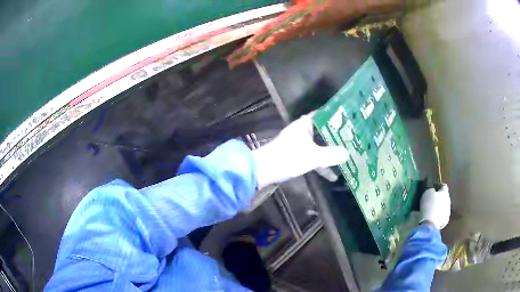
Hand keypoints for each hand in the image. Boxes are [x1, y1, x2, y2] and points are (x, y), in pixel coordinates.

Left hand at [252, 113, 348, 188]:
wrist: (263, 171)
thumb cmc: (288, 158)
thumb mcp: (312, 156)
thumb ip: (331, 155)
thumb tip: (347, 154)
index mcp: (304, 124)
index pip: (323, 115)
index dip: (336, 116)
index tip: (350, 120)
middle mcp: (302, 131)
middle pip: (323, 131)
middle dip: (337, 137)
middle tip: (353, 140)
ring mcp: (299, 144)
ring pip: (319, 146)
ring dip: (330, 152)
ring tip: (347, 157)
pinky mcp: (296, 156)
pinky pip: (313, 157)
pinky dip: (321, 164)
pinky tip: (332, 176)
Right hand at [419, 184, 450, 229]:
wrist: (430, 223)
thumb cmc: (428, 206)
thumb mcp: (427, 194)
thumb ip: (431, 191)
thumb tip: (433, 191)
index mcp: (444, 193)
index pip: (443, 186)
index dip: (439, 186)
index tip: (434, 187)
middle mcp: (448, 201)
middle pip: (445, 197)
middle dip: (440, 198)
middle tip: (433, 199)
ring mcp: (448, 212)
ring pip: (444, 207)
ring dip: (440, 207)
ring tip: (432, 210)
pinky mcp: (445, 221)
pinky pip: (442, 216)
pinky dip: (439, 216)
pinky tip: (433, 218)